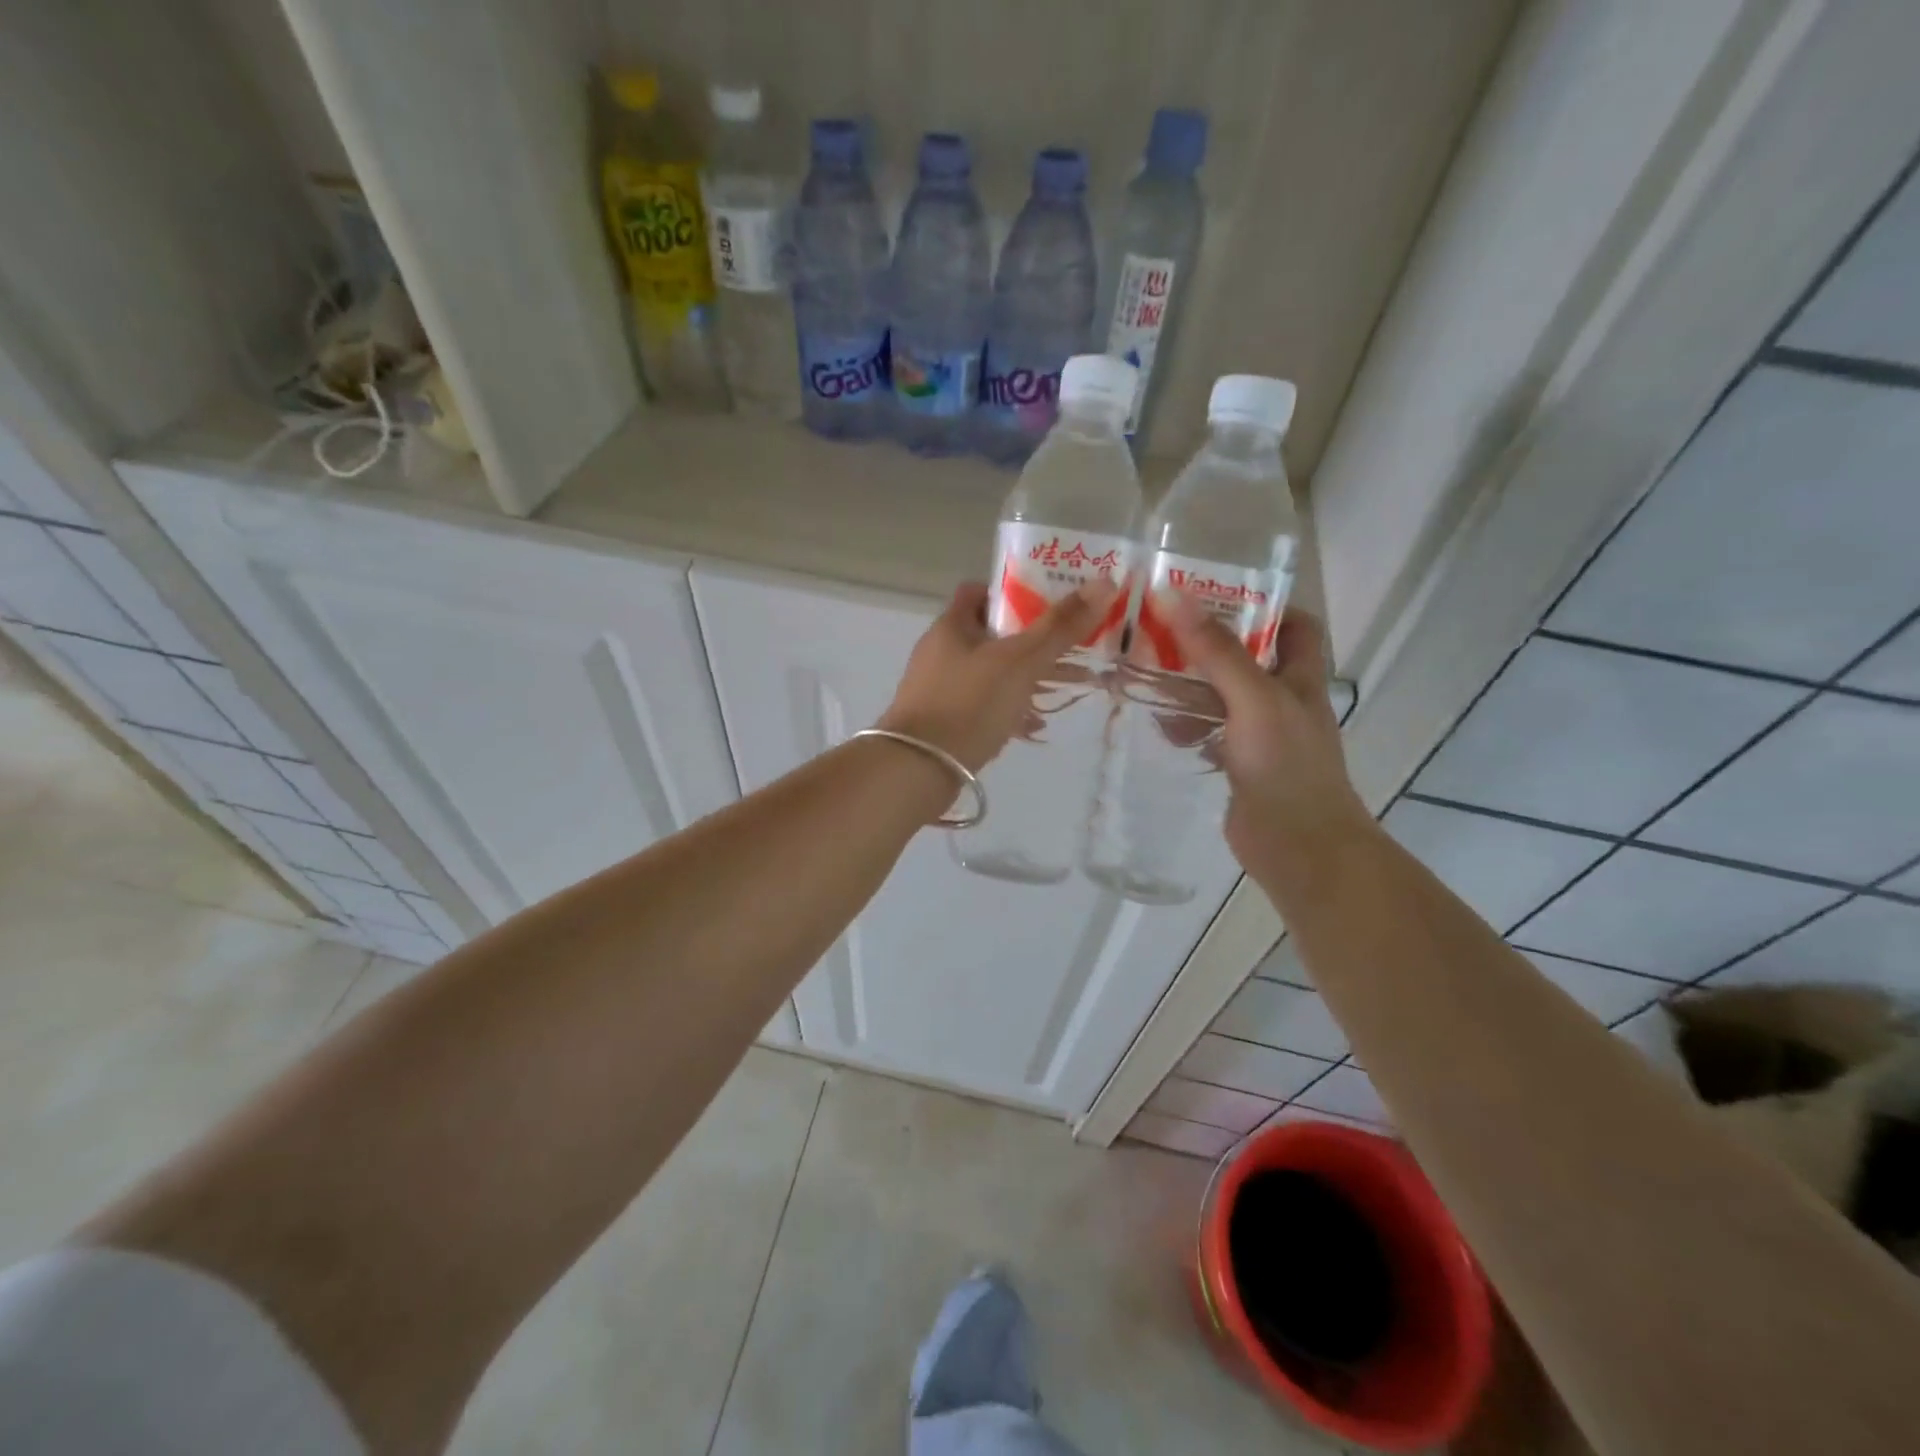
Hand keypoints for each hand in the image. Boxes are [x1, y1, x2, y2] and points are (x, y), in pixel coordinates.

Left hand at [878, 578, 1119, 772]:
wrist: (917, 769)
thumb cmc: (969, 704)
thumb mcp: (1020, 661)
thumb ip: (1060, 626)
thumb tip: (1105, 582)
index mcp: (952, 626)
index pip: (980, 592)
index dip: (1014, 592)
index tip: (1049, 603)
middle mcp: (941, 652)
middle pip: (992, 635)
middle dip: (1034, 641)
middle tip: (1074, 646)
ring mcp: (939, 689)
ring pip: (992, 673)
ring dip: (1027, 677)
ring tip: (1070, 686)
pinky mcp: (943, 722)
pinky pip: (984, 707)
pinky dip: (1010, 709)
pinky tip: (1035, 726)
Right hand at [1159, 594, 1371, 873]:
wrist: (1298, 847)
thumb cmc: (1285, 765)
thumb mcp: (1253, 697)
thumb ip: (1216, 650)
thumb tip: (1173, 595)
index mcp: (1300, 678)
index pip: (1295, 625)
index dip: (1264, 605)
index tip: (1216, 596)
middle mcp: (1283, 702)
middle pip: (1248, 658)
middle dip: (1209, 643)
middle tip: (1161, 630)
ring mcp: (1261, 736)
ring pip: (1222, 697)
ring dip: (1190, 685)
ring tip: (1147, 671)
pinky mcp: (1239, 766)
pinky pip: (1209, 733)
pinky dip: (1185, 725)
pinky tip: (1159, 725)